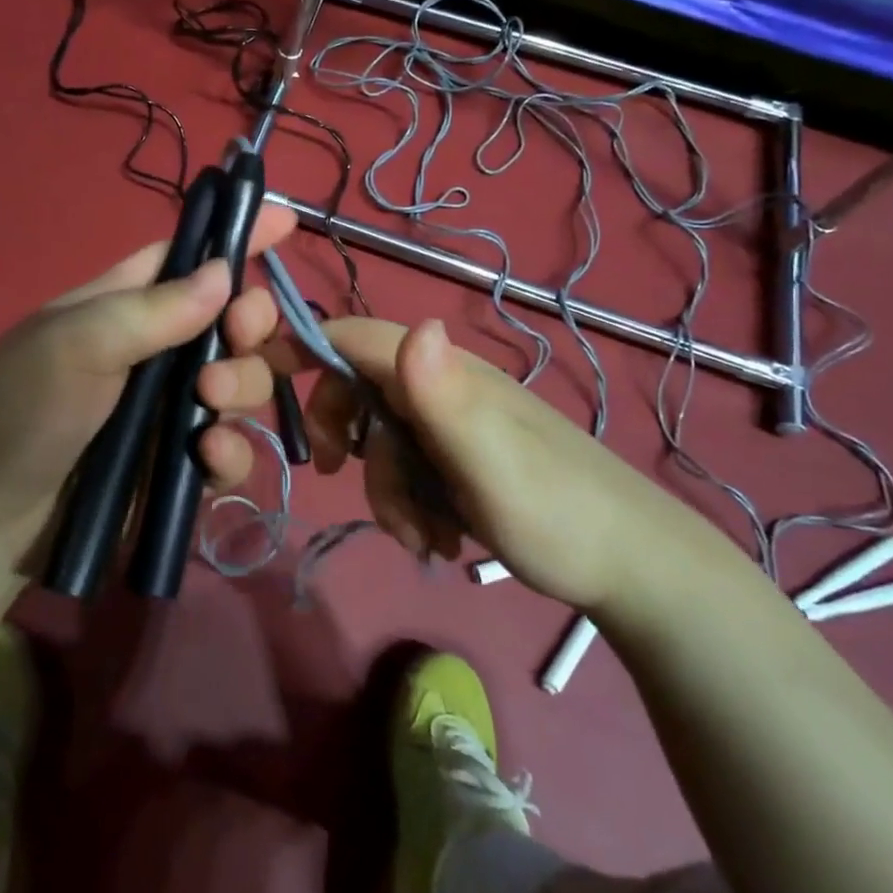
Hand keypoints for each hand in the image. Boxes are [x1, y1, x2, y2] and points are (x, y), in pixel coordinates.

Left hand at [0, 204, 296, 558]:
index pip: (190, 257)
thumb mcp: (77, 344)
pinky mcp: (179, 465)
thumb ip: (154, 309)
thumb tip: (225, 273)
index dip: (236, 236)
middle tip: (238, 337)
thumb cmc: (22, 412)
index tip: (286, 220)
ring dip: (242, 386)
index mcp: (125, 305)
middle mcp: (157, 351)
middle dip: (250, 324)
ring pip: (244, 383)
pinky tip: (206, 458)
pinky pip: (232, 448)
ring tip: (209, 404)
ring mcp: (171, 410)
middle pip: (234, 321)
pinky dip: (230, 452)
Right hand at [281, 316, 710, 609]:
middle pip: (361, 391)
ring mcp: (454, 426)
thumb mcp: (493, 463)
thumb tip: (414, 326)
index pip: (358, 337)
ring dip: (386, 490)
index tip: (261, 378)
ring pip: (383, 441)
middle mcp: (444, 388)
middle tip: (337, 477)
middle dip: (347, 439)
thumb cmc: (557, 512)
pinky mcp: (462, 461)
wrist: (630, 566)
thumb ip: (446, 398)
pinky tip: (438, 540)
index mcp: (445, 373)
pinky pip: (410, 471)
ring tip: (422, 538)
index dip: (306, 346)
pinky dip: (410, 505)